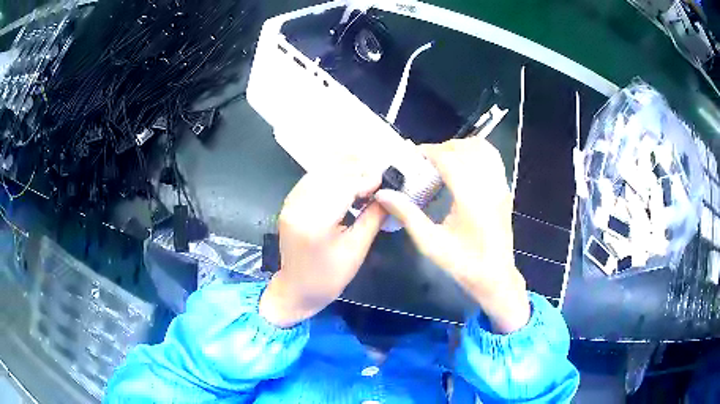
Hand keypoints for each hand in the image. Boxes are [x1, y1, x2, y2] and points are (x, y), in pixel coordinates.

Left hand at [259, 163, 385, 327]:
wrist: (296, 289)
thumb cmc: (329, 278)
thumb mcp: (356, 251)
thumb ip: (372, 219)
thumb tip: (388, 197)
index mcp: (315, 224)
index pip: (342, 189)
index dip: (365, 180)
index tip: (384, 179)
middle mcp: (298, 208)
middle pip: (329, 176)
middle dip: (355, 169)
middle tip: (377, 172)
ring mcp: (290, 204)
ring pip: (318, 173)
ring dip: (342, 167)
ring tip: (365, 168)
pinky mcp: (289, 204)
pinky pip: (310, 179)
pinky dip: (329, 172)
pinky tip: (345, 173)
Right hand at [374, 137, 529, 333]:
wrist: (495, 277)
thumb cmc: (463, 263)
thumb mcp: (430, 243)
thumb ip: (407, 215)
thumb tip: (383, 194)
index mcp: (471, 198)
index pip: (449, 158)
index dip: (428, 152)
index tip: (412, 156)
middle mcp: (489, 185)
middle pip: (465, 148)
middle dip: (442, 148)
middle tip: (425, 162)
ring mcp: (500, 186)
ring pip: (482, 148)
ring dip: (461, 147)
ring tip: (444, 161)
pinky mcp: (505, 189)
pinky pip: (493, 158)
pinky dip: (476, 153)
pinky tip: (464, 168)